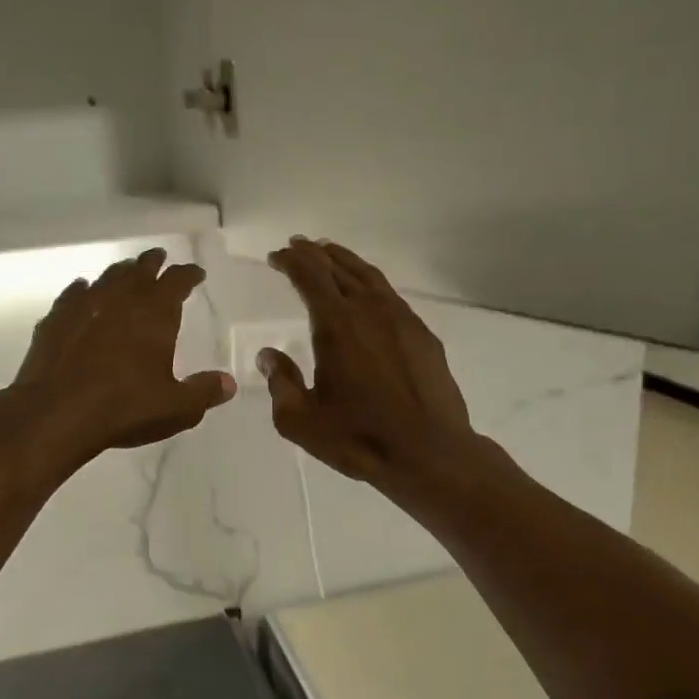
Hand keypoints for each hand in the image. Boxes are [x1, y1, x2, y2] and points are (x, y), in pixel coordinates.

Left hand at [0, 248, 234, 474]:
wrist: (56, 414)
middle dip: (153, 263)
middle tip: (159, 258)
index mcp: (155, 314)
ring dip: (121, 272)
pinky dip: (83, 289)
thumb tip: (229, 383)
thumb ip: (204, 392)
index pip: (177, 281)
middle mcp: (121, 300)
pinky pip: (73, 294)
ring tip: (127, 271)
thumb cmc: (124, 408)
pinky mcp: (55, 320)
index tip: (196, 273)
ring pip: (107, 277)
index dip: (188, 274)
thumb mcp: (176, 408)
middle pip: (140, 270)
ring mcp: (84, 306)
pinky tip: (83, 290)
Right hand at [261, 238, 477, 488]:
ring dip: (345, 261)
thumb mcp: (300, 420)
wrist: (429, 452)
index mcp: (336, 325)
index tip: (276, 256)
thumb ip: (280, 383)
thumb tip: (269, 356)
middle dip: (315, 253)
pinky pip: (391, 296)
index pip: (310, 276)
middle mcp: (369, 310)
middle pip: (339, 268)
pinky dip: (371, 283)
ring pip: (369, 276)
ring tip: (330, 253)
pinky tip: (368, 294)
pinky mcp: (423, 335)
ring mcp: (401, 319)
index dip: (291, 260)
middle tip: (299, 245)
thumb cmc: (358, 438)